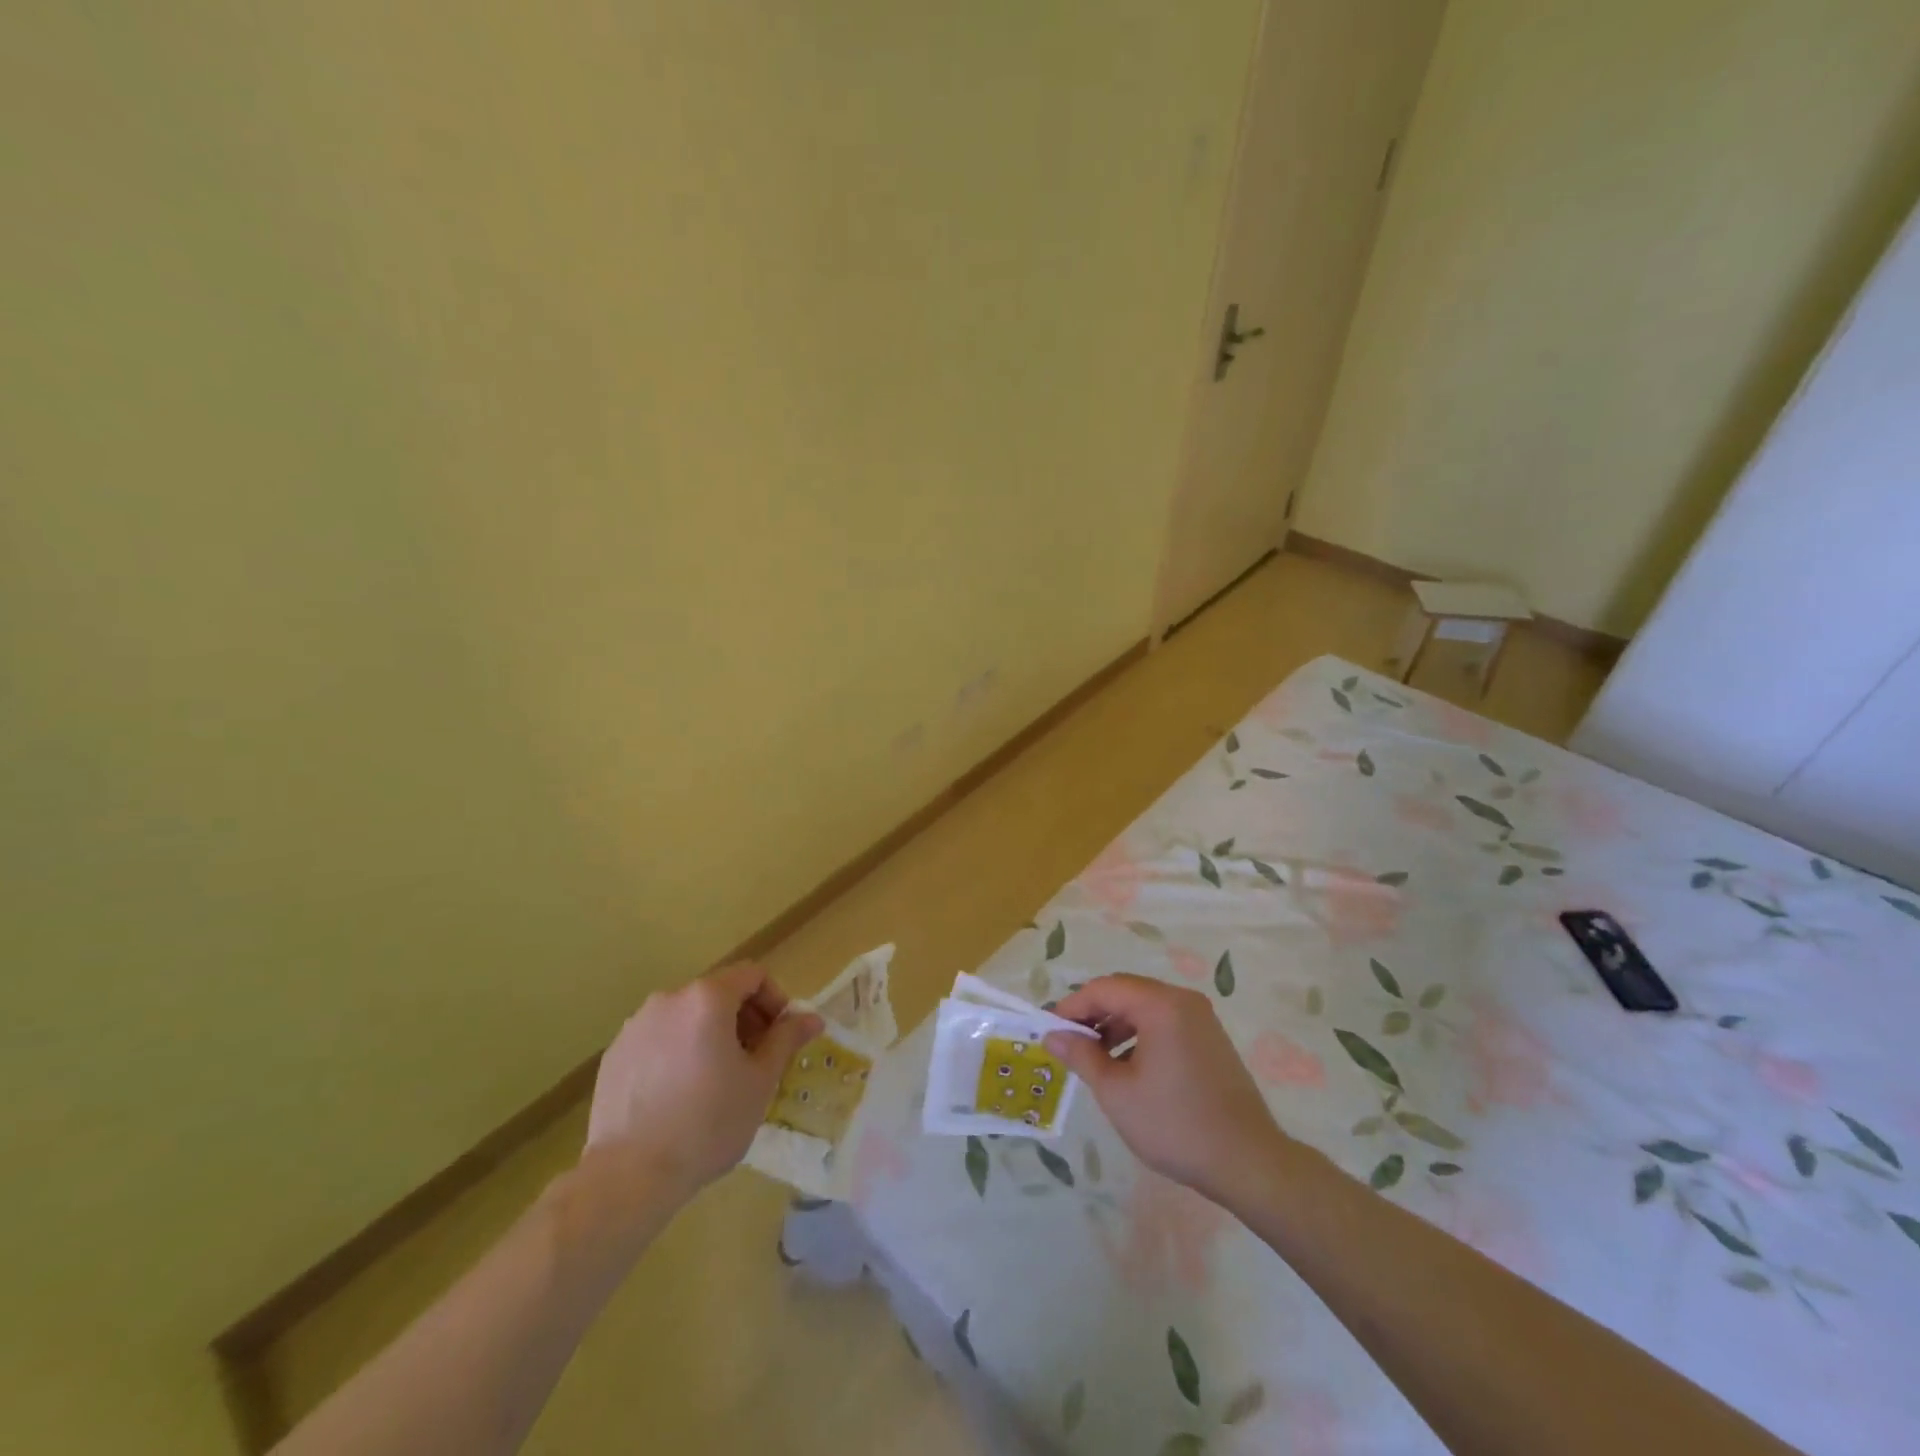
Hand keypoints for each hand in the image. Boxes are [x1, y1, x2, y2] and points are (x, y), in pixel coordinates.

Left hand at [585, 962, 821, 1196]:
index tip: (781, 1036)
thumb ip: (786, 1039)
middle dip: (744, 1018)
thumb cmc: (708, 1123)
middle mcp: (669, 999)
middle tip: (755, 1060)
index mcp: (708, 998)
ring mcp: (636, 1025)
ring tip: (717, 1079)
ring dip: (711, 1035)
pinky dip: (678, 1051)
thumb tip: (811, 1018)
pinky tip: (681, 1094)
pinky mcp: (616, 1054)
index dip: (775, 1000)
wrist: (629, 1176)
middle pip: (719, 993)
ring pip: (687, 1017)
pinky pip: (659, 1039)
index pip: (753, 975)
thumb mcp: (760, 1081)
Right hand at [1047, 975, 1284, 1203]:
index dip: (1072, 1006)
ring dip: (1114, 1025)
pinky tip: (1127, 1067)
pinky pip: (1164, 1022)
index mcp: (1160, 1004)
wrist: (1248, 1162)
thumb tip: (1052, 1035)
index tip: (1049, 1030)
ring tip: (1093, 1058)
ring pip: (1144, 1007)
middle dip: (1092, 1014)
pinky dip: (1139, 1035)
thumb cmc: (1175, 1124)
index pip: (1104, 988)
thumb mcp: (1117, 1092)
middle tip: (1067, 1042)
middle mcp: (1182, 1000)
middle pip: (1125, 992)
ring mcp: (1201, 1019)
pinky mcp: (1210, 1039)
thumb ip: (1081, 1056)